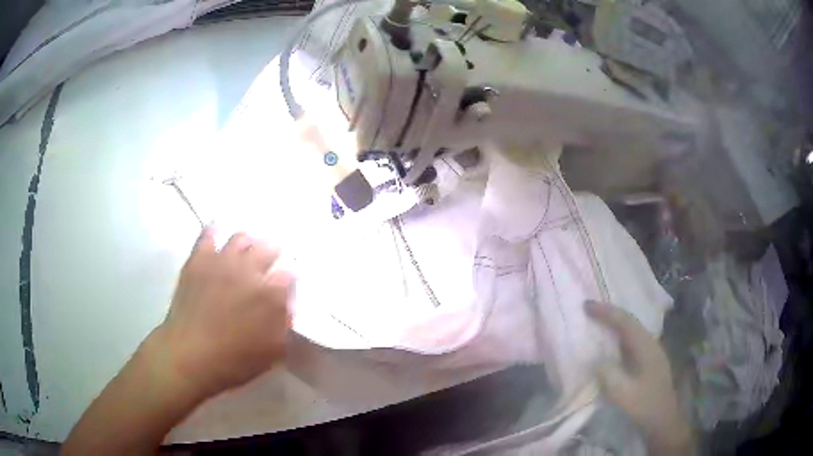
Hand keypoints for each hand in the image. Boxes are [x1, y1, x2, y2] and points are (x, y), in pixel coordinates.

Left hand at [156, 227, 293, 398]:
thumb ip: (284, 324)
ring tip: (245, 251)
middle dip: (273, 253)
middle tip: (269, 263)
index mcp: (271, 293)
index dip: (288, 280)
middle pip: (268, 247)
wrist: (190, 355)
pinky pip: (208, 235)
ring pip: (241, 237)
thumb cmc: (235, 360)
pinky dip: (214, 231)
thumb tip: (286, 305)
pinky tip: (216, 231)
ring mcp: (222, 260)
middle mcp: (249, 269)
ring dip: (248, 243)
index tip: (284, 287)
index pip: (289, 274)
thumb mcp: (274, 352)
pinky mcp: (199, 259)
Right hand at [586, 301, 692, 454]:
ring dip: (613, 324)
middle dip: (609, 313)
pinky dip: (617, 337)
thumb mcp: (624, 394)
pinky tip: (609, 343)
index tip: (586, 306)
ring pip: (630, 331)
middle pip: (629, 321)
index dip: (606, 312)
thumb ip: (609, 375)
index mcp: (646, 346)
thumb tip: (598, 362)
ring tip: (595, 322)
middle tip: (588, 309)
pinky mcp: (647, 361)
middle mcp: (649, 343)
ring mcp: (650, 352)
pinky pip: (630, 341)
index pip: (625, 322)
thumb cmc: (644, 405)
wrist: (662, 419)